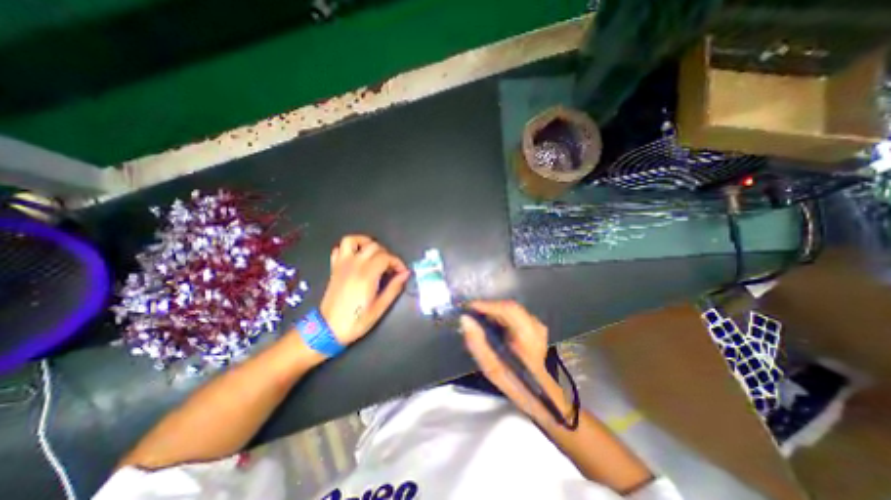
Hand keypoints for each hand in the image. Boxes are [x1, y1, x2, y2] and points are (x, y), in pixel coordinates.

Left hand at [321, 234, 410, 344]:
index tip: (402, 273)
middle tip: (390, 268)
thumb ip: (394, 288)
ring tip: (375, 254)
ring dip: (366, 243)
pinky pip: (339, 248)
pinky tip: (358, 257)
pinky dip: (350, 248)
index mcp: (367, 275)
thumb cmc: (356, 321)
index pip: (386, 257)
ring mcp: (342, 265)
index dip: (397, 263)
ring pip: (353, 240)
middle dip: (387, 254)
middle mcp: (354, 265)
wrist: (327, 330)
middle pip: (374, 246)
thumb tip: (406, 274)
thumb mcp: (380, 308)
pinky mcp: (334, 268)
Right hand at [463, 301, 567, 421]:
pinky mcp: (534, 325)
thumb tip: (465, 319)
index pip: (507, 310)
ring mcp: (537, 324)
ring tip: (479, 319)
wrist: (537, 391)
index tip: (468, 307)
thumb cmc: (513, 381)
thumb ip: (476, 342)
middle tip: (471, 313)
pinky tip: (492, 324)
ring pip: (511, 309)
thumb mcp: (490, 366)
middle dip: (489, 308)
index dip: (487, 305)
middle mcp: (535, 326)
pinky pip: (514, 314)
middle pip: (509, 307)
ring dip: (494, 312)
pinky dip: (501, 316)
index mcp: (528, 336)